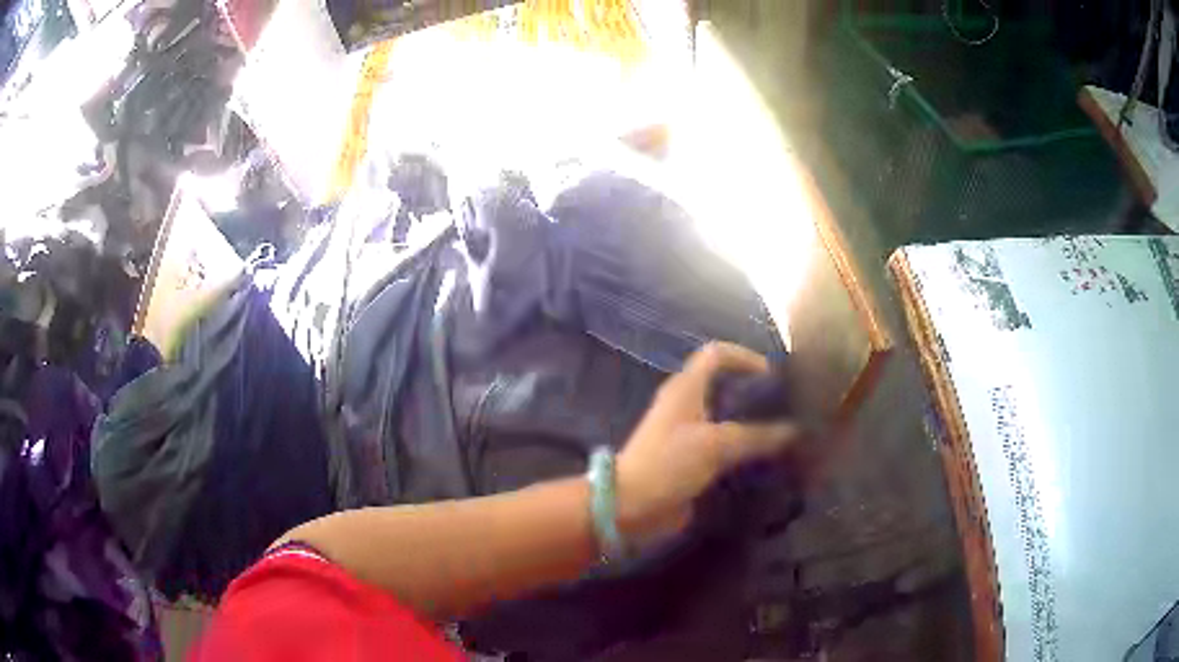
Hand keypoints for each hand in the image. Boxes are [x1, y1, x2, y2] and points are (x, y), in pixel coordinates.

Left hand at [615, 342, 799, 542]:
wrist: (631, 505)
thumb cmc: (669, 464)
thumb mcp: (715, 445)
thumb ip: (757, 436)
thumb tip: (795, 431)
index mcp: (686, 388)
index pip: (716, 354)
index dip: (744, 357)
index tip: (772, 375)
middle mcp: (686, 404)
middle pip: (724, 386)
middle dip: (754, 393)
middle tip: (785, 407)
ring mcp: (687, 433)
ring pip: (725, 418)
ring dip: (751, 423)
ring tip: (783, 433)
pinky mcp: (689, 460)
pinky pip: (722, 446)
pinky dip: (743, 448)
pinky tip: (765, 460)